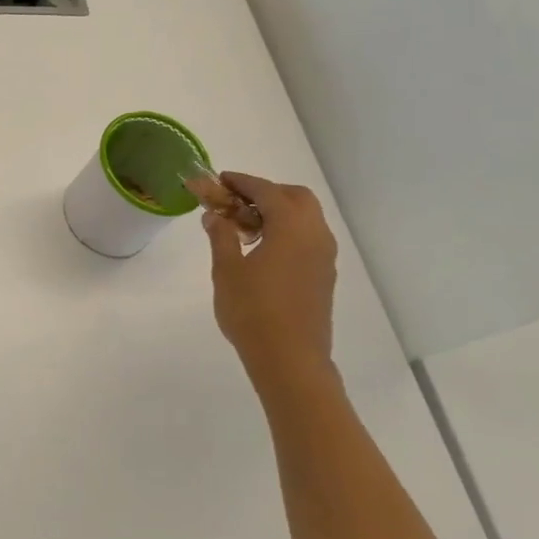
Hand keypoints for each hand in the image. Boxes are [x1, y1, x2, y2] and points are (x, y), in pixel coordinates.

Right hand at [185, 171, 337, 385]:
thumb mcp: (227, 270)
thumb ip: (221, 236)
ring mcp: (324, 257)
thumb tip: (215, 216)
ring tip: (245, 226)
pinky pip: (308, 238)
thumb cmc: (253, 311)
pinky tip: (262, 249)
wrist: (290, 359)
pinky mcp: (324, 275)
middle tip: (236, 202)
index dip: (242, 182)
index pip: (267, 190)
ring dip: (278, 212)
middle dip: (266, 192)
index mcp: (292, 227)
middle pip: (296, 197)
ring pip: (306, 218)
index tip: (219, 180)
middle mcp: (315, 235)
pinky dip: (287, 231)